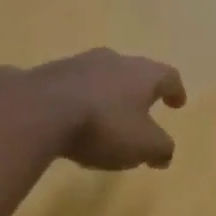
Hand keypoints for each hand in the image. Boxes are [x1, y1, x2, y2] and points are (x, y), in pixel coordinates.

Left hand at [17, 49, 186, 170]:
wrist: (38, 111)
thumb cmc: (103, 127)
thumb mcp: (142, 146)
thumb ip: (160, 149)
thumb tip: (164, 154)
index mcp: (141, 74)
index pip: (167, 76)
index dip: (175, 90)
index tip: (178, 102)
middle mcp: (112, 60)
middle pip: (133, 71)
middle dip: (139, 90)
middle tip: (142, 107)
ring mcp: (77, 63)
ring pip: (100, 75)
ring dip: (106, 93)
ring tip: (105, 115)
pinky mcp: (46, 73)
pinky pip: (70, 85)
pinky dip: (77, 98)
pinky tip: (71, 116)